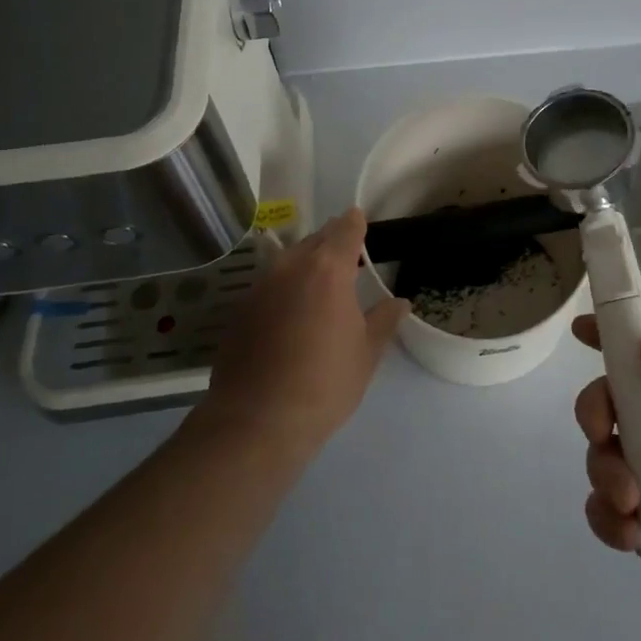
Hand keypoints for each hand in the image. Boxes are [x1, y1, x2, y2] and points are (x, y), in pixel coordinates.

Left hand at [204, 209, 409, 453]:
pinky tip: (292, 313)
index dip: (355, 223)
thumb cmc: (324, 384)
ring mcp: (260, 287)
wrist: (257, 420)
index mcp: (328, 270)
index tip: (361, 220)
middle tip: (348, 255)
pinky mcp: (240, 310)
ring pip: (288, 260)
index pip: (345, 230)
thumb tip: (400, 302)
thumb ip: (384, 321)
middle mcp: (291, 267)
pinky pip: (269, 285)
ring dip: (306, 263)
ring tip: (321, 283)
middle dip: (332, 242)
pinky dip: (285, 287)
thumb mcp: (366, 353)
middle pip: (315, 240)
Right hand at [572, 315, 640, 640]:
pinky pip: (602, 509)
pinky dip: (607, 518)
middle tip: (600, 433)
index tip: (581, 328)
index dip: (613, 340)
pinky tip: (632, 537)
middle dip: (594, 410)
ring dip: (605, 474)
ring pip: (600, 457)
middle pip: (610, 403)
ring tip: (632, 505)